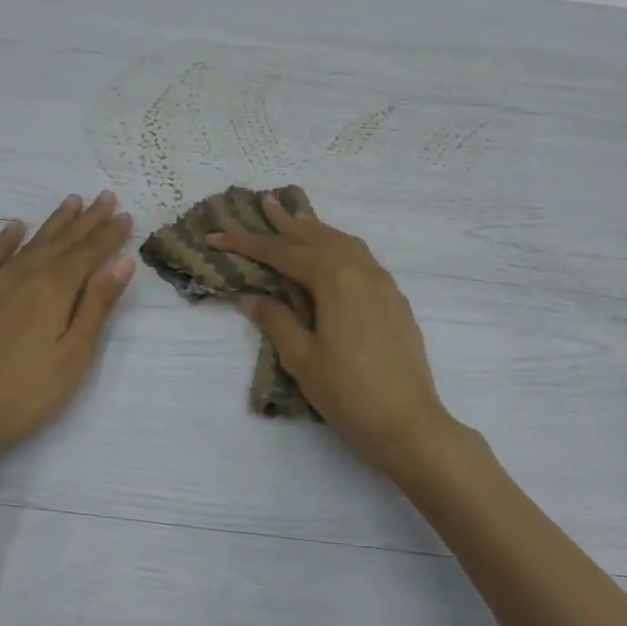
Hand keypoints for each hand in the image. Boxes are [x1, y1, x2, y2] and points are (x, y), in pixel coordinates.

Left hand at [0, 191, 134, 472]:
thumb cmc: (25, 394)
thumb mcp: (74, 355)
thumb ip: (97, 305)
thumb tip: (121, 262)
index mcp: (53, 290)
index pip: (89, 253)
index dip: (109, 234)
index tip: (125, 214)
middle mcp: (21, 277)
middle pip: (60, 242)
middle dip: (86, 220)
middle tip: (104, 197)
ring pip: (27, 245)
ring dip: (52, 224)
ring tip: (70, 202)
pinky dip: (3, 241)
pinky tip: (14, 228)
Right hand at [209, 195, 455, 472]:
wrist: (409, 424)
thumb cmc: (349, 393)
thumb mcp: (303, 358)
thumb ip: (277, 320)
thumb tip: (251, 297)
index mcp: (336, 281)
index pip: (284, 254)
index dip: (248, 244)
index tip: (217, 235)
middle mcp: (362, 272)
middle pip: (319, 238)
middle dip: (288, 223)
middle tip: (265, 202)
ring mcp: (384, 286)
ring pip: (346, 244)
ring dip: (319, 231)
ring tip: (298, 220)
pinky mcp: (396, 302)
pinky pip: (364, 260)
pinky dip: (342, 248)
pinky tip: (336, 256)